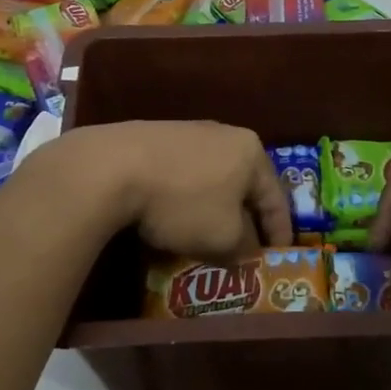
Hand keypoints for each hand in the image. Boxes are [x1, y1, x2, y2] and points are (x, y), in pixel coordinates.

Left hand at [39, 121, 292, 255]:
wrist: (111, 168)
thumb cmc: (182, 202)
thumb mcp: (224, 237)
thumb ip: (244, 246)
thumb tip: (246, 249)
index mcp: (251, 152)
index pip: (276, 198)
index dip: (280, 232)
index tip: (279, 257)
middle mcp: (224, 134)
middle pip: (244, 186)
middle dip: (245, 219)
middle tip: (245, 248)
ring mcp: (187, 132)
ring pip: (212, 179)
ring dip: (213, 209)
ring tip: (207, 236)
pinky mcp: (154, 138)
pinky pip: (182, 175)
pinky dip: (185, 199)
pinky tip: (172, 218)